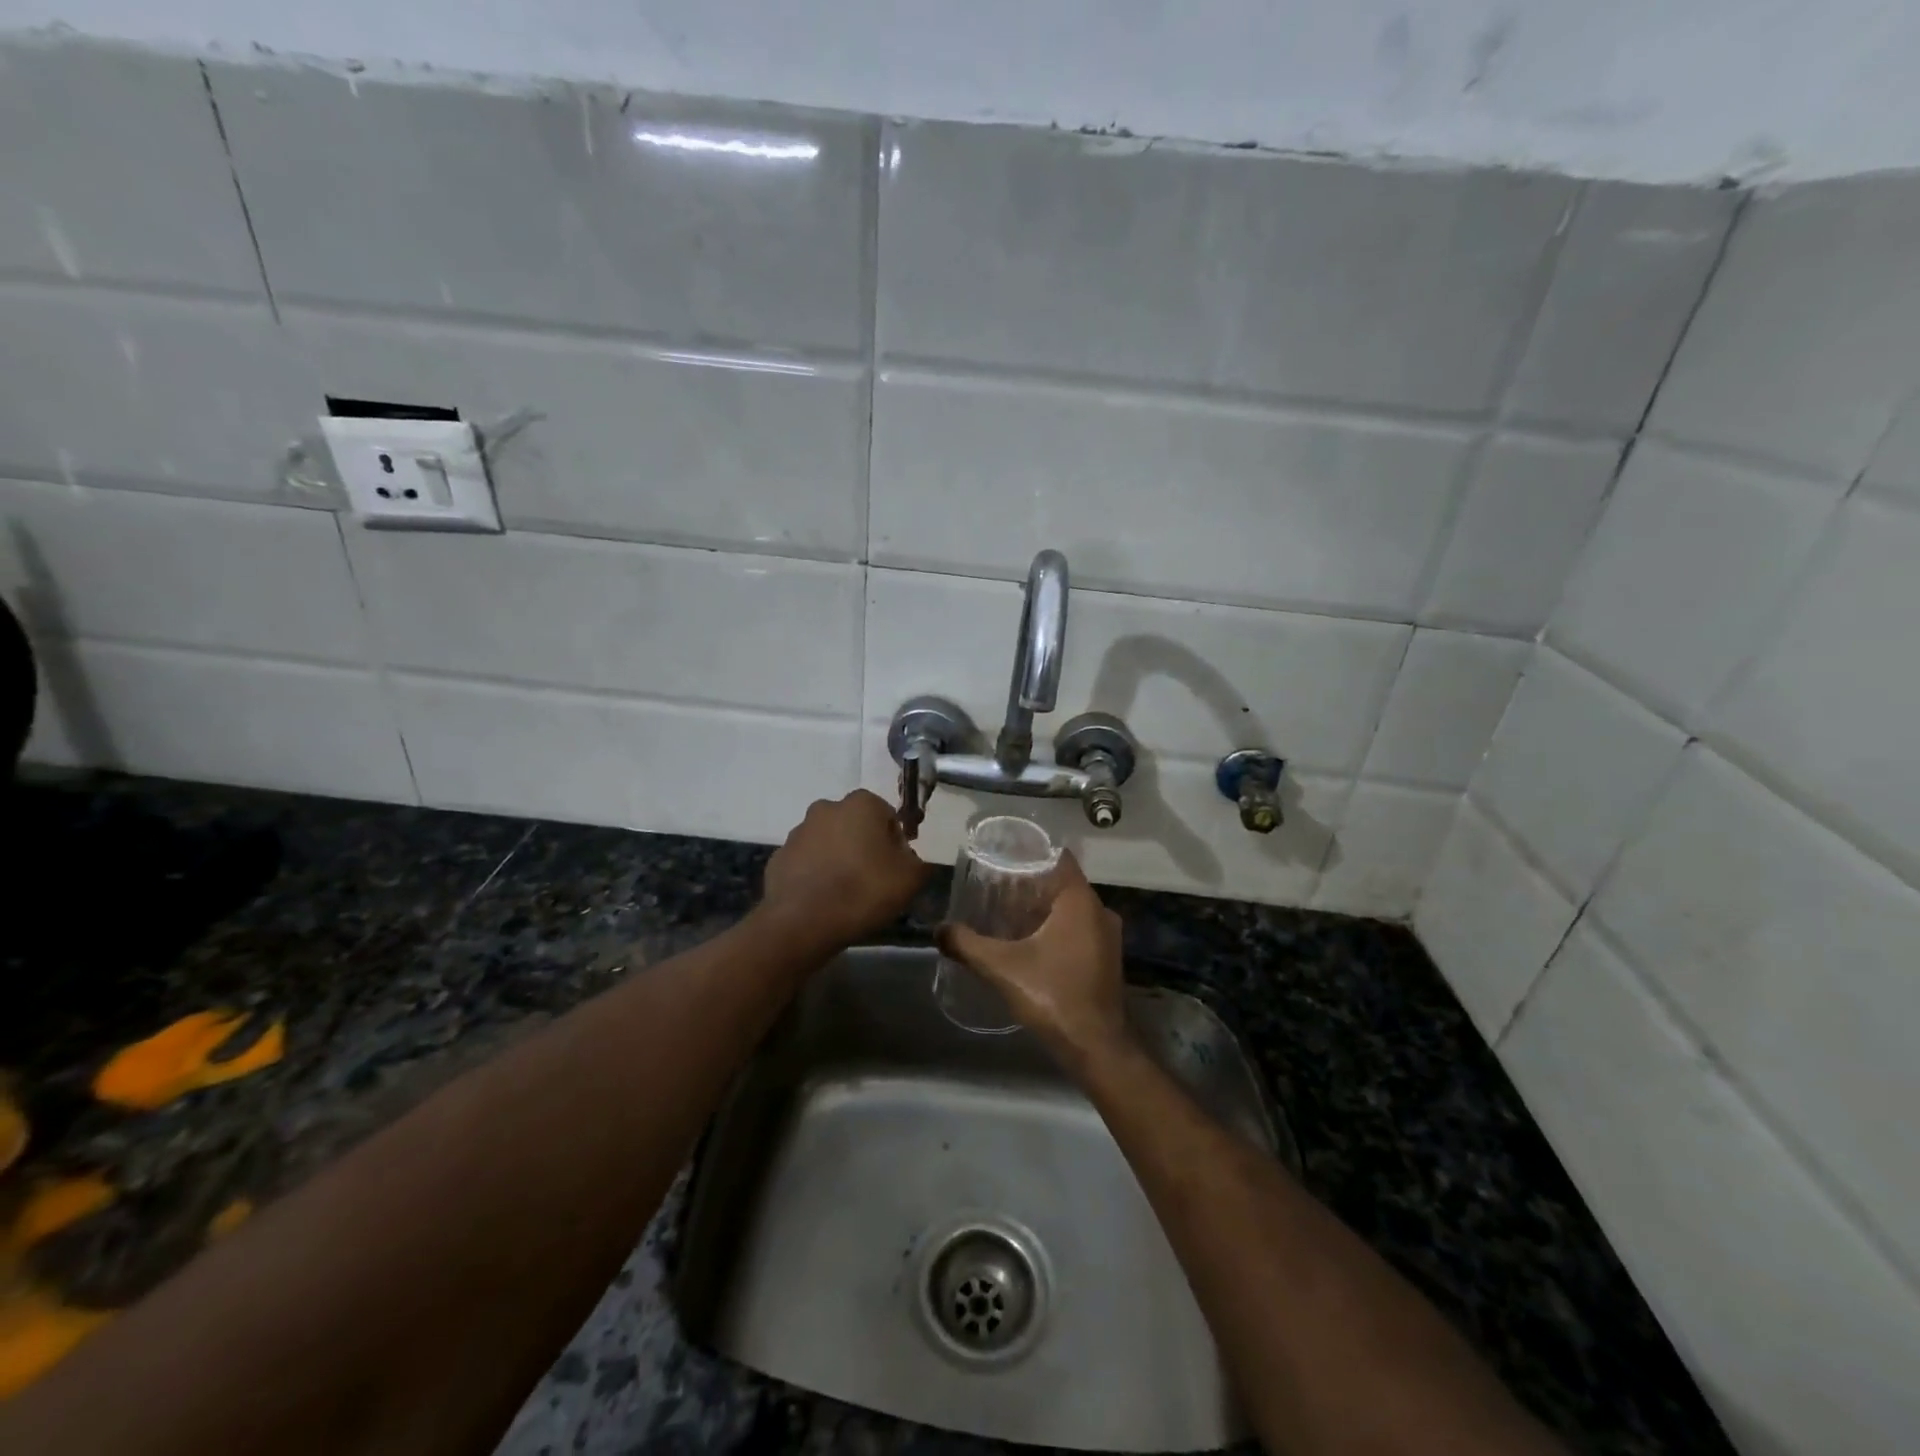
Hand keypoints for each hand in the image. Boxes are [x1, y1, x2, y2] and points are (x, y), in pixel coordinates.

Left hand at [761, 790, 929, 948]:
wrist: (803, 923)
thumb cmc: (864, 891)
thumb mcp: (911, 879)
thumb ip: (919, 862)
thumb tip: (910, 860)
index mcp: (861, 804)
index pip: (887, 816)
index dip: (895, 842)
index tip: (896, 868)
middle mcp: (826, 808)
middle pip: (855, 825)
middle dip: (864, 846)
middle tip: (873, 879)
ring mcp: (798, 832)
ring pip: (828, 842)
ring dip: (838, 859)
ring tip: (846, 893)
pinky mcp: (778, 858)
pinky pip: (806, 863)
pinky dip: (815, 875)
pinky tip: (823, 900)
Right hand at [938, 851, 1129, 1062]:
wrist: (1097, 1048)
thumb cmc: (1053, 996)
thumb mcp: (1002, 967)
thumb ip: (967, 945)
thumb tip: (938, 930)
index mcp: (1080, 901)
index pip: (1058, 858)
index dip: (1031, 853)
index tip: (1004, 855)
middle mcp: (1100, 911)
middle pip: (1062, 884)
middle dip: (1031, 884)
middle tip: (997, 886)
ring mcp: (1108, 937)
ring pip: (1072, 909)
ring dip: (1044, 909)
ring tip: (1008, 912)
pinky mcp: (1107, 959)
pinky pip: (1080, 930)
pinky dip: (1057, 929)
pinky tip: (1031, 942)